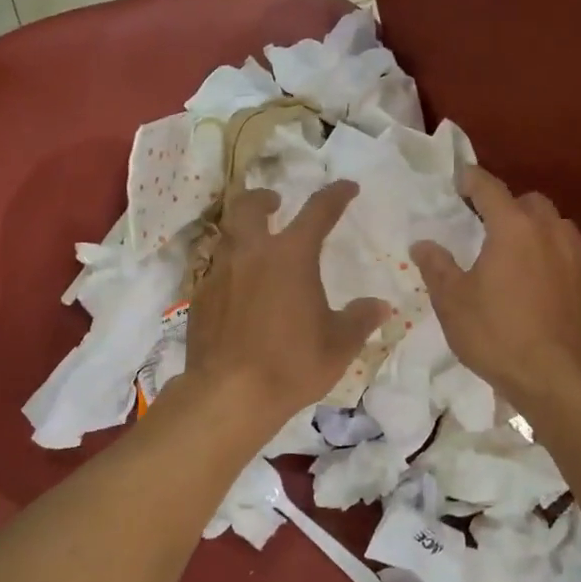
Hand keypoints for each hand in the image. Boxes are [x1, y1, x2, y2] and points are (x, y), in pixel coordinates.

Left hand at [184, 180, 389, 429]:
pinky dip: (231, 272)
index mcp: (290, 256)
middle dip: (263, 198)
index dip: (335, 195)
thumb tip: (380, 305)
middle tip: (275, 203)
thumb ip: (360, 319)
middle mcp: (251, 254)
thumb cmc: (291, 364)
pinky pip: (216, 272)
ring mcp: (220, 274)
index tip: (347, 187)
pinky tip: (239, 295)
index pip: (318, 211)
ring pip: (227, 238)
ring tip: (257, 252)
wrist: (229, 395)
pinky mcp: (200, 298)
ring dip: (243, 234)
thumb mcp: (339, 345)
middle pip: (249, 207)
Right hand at [411, 167, 580, 409]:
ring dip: (531, 227)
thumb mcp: (452, 302)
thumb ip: (436, 266)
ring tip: (510, 250)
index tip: (457, 179)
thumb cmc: (498, 334)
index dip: (470, 179)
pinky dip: (547, 253)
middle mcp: (549, 232)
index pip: (489, 188)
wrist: (560, 379)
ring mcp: (575, 257)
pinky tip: (532, 280)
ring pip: (553, 224)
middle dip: (505, 204)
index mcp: (513, 227)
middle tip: (482, 222)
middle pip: (528, 201)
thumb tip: (423, 244)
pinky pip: (565, 252)